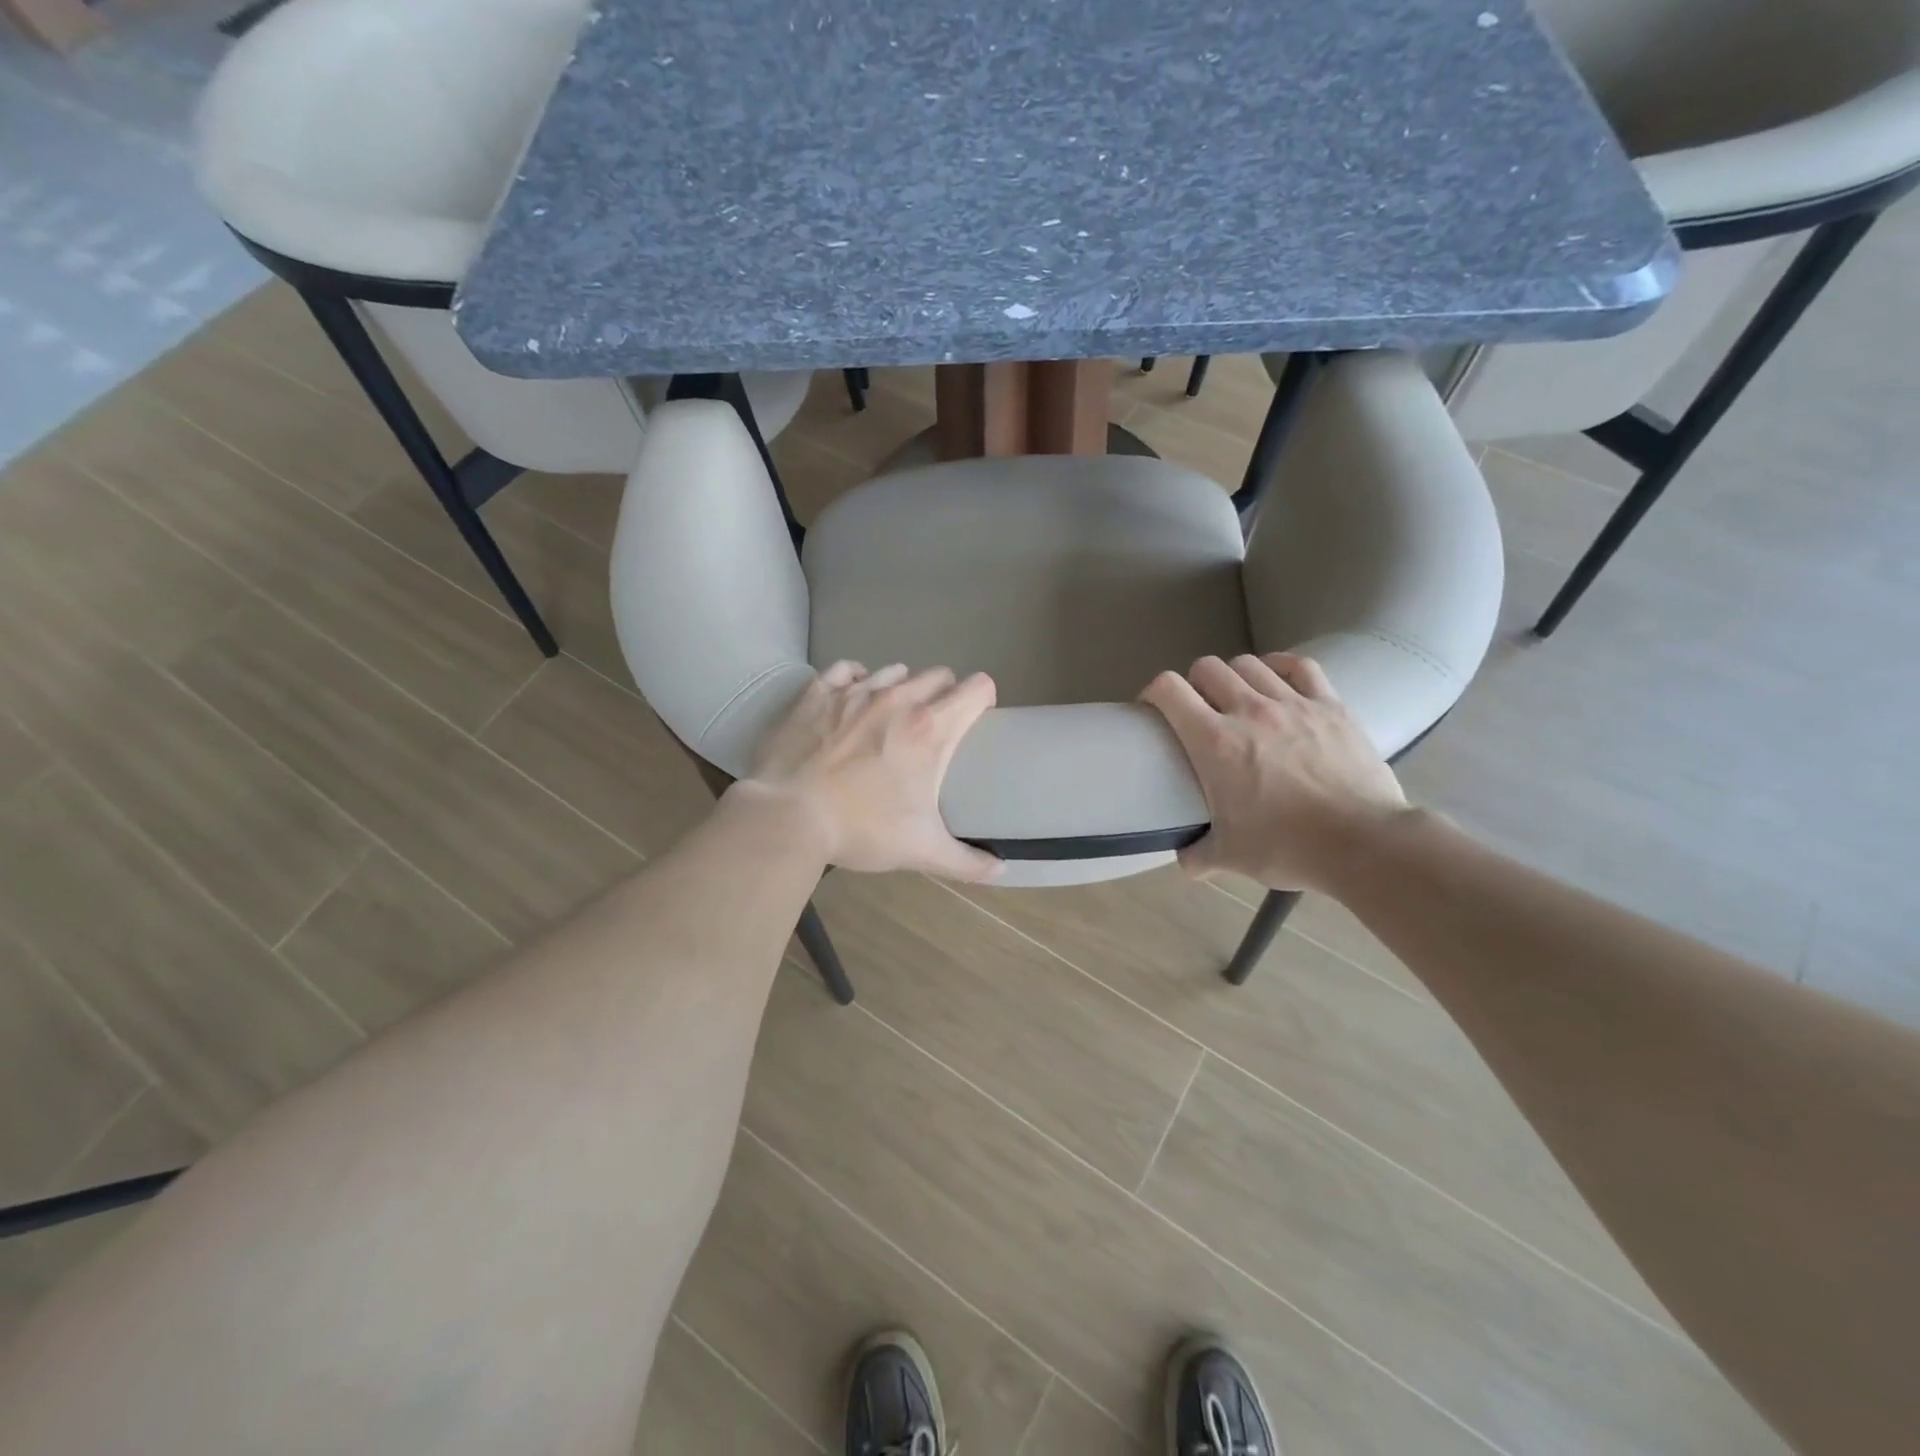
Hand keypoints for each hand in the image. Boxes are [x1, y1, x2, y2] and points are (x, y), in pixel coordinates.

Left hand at [737, 661, 1001, 881]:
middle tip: (936, 725)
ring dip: (902, 686)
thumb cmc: (861, 828)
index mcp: (931, 728)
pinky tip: (853, 694)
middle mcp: (898, 699)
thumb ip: (967, 862)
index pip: (978, 689)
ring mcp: (855, 692)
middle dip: (944, 694)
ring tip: (894, 714)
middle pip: (938, 676)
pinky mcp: (818, 693)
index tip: (979, 719)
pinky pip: (846, 670)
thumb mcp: (921, 850)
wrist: (787, 815)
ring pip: (894, 671)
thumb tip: (1001, 872)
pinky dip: (856, 679)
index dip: (984, 700)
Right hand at [1141, 653, 1410, 890]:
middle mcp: (1249, 711)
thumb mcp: (1231, 856)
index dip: (1154, 691)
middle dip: (1194, 683)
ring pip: (1250, 664)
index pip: (1169, 690)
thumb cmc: (1287, 847)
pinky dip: (1280, 666)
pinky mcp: (1330, 706)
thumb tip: (1185, 861)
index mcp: (1214, 742)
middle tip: (1199, 708)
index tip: (1154, 708)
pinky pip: (1300, 666)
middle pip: (1208, 667)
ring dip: (1235, 676)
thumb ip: (1198, 855)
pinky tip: (1277, 678)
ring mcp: (1293, 704)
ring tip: (1238, 697)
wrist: (1363, 843)